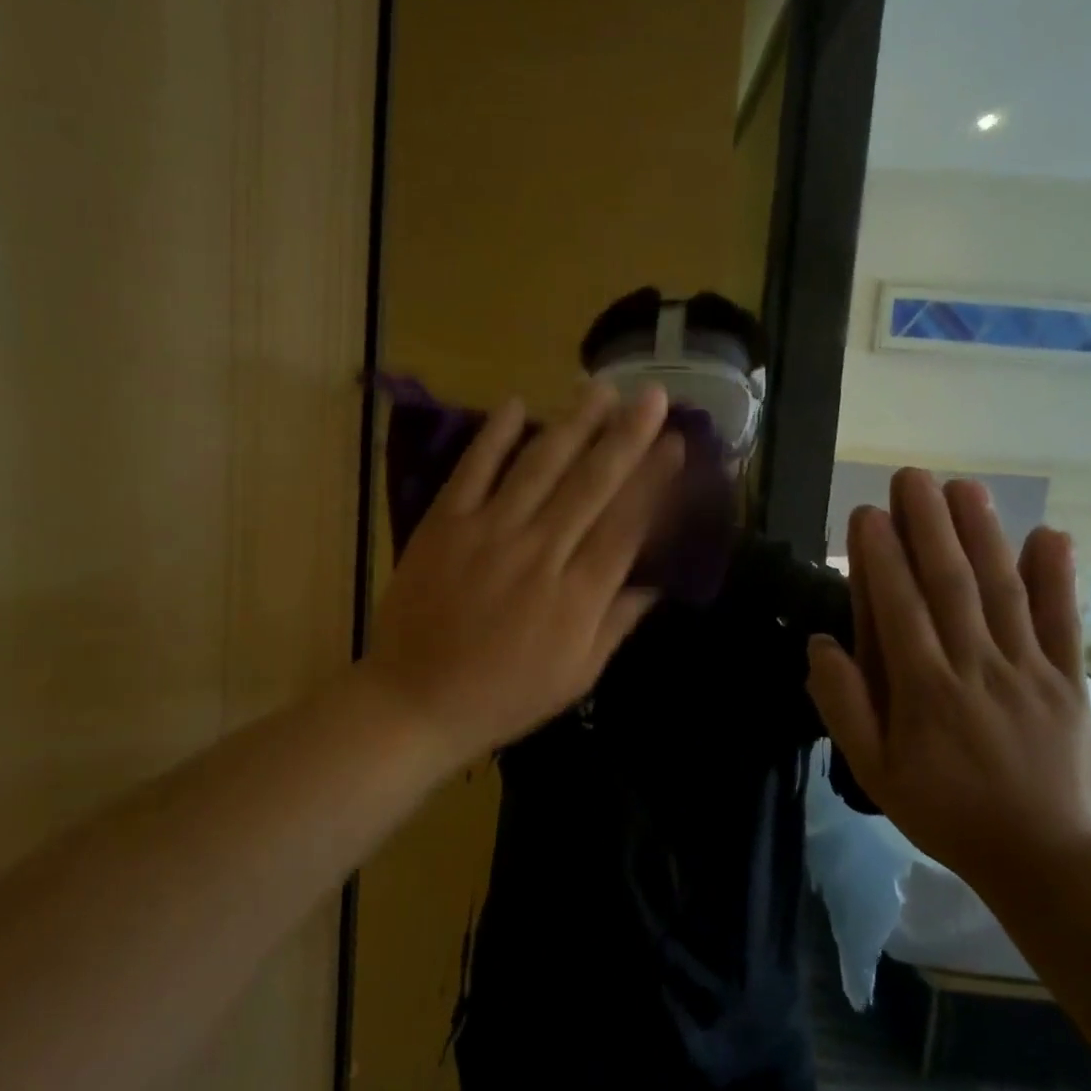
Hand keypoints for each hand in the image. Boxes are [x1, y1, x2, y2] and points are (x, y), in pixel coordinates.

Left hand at [362, 382, 682, 768]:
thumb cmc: (504, 695)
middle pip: (591, 484)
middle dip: (626, 436)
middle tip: (651, 395)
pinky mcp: (445, 524)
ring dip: (573, 424)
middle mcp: (540, 552)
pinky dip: (494, 436)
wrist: (415, 700)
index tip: (675, 442)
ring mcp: (489, 532)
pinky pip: (473, 470)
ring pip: (540, 466)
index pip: (626, 524)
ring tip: (600, 390)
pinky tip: (516, 403)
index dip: (653, 480)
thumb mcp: (576, 675)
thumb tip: (656, 583)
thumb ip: (617, 623)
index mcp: (577, 595)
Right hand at [806, 469, 1090, 892]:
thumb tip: (820, 644)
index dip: (882, 558)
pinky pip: (1062, 624)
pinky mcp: (1068, 681)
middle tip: (913, 477)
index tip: (868, 513)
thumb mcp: (874, 772)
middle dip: (930, 526)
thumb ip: (845, 706)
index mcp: (925, 691)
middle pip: (951, 585)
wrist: (1043, 858)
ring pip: (1002, 592)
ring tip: (965, 487)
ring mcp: (1028, 671)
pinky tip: (1049, 535)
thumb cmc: (944, 811)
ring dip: (983, 535)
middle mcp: (977, 668)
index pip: (899, 609)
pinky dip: (1056, 578)